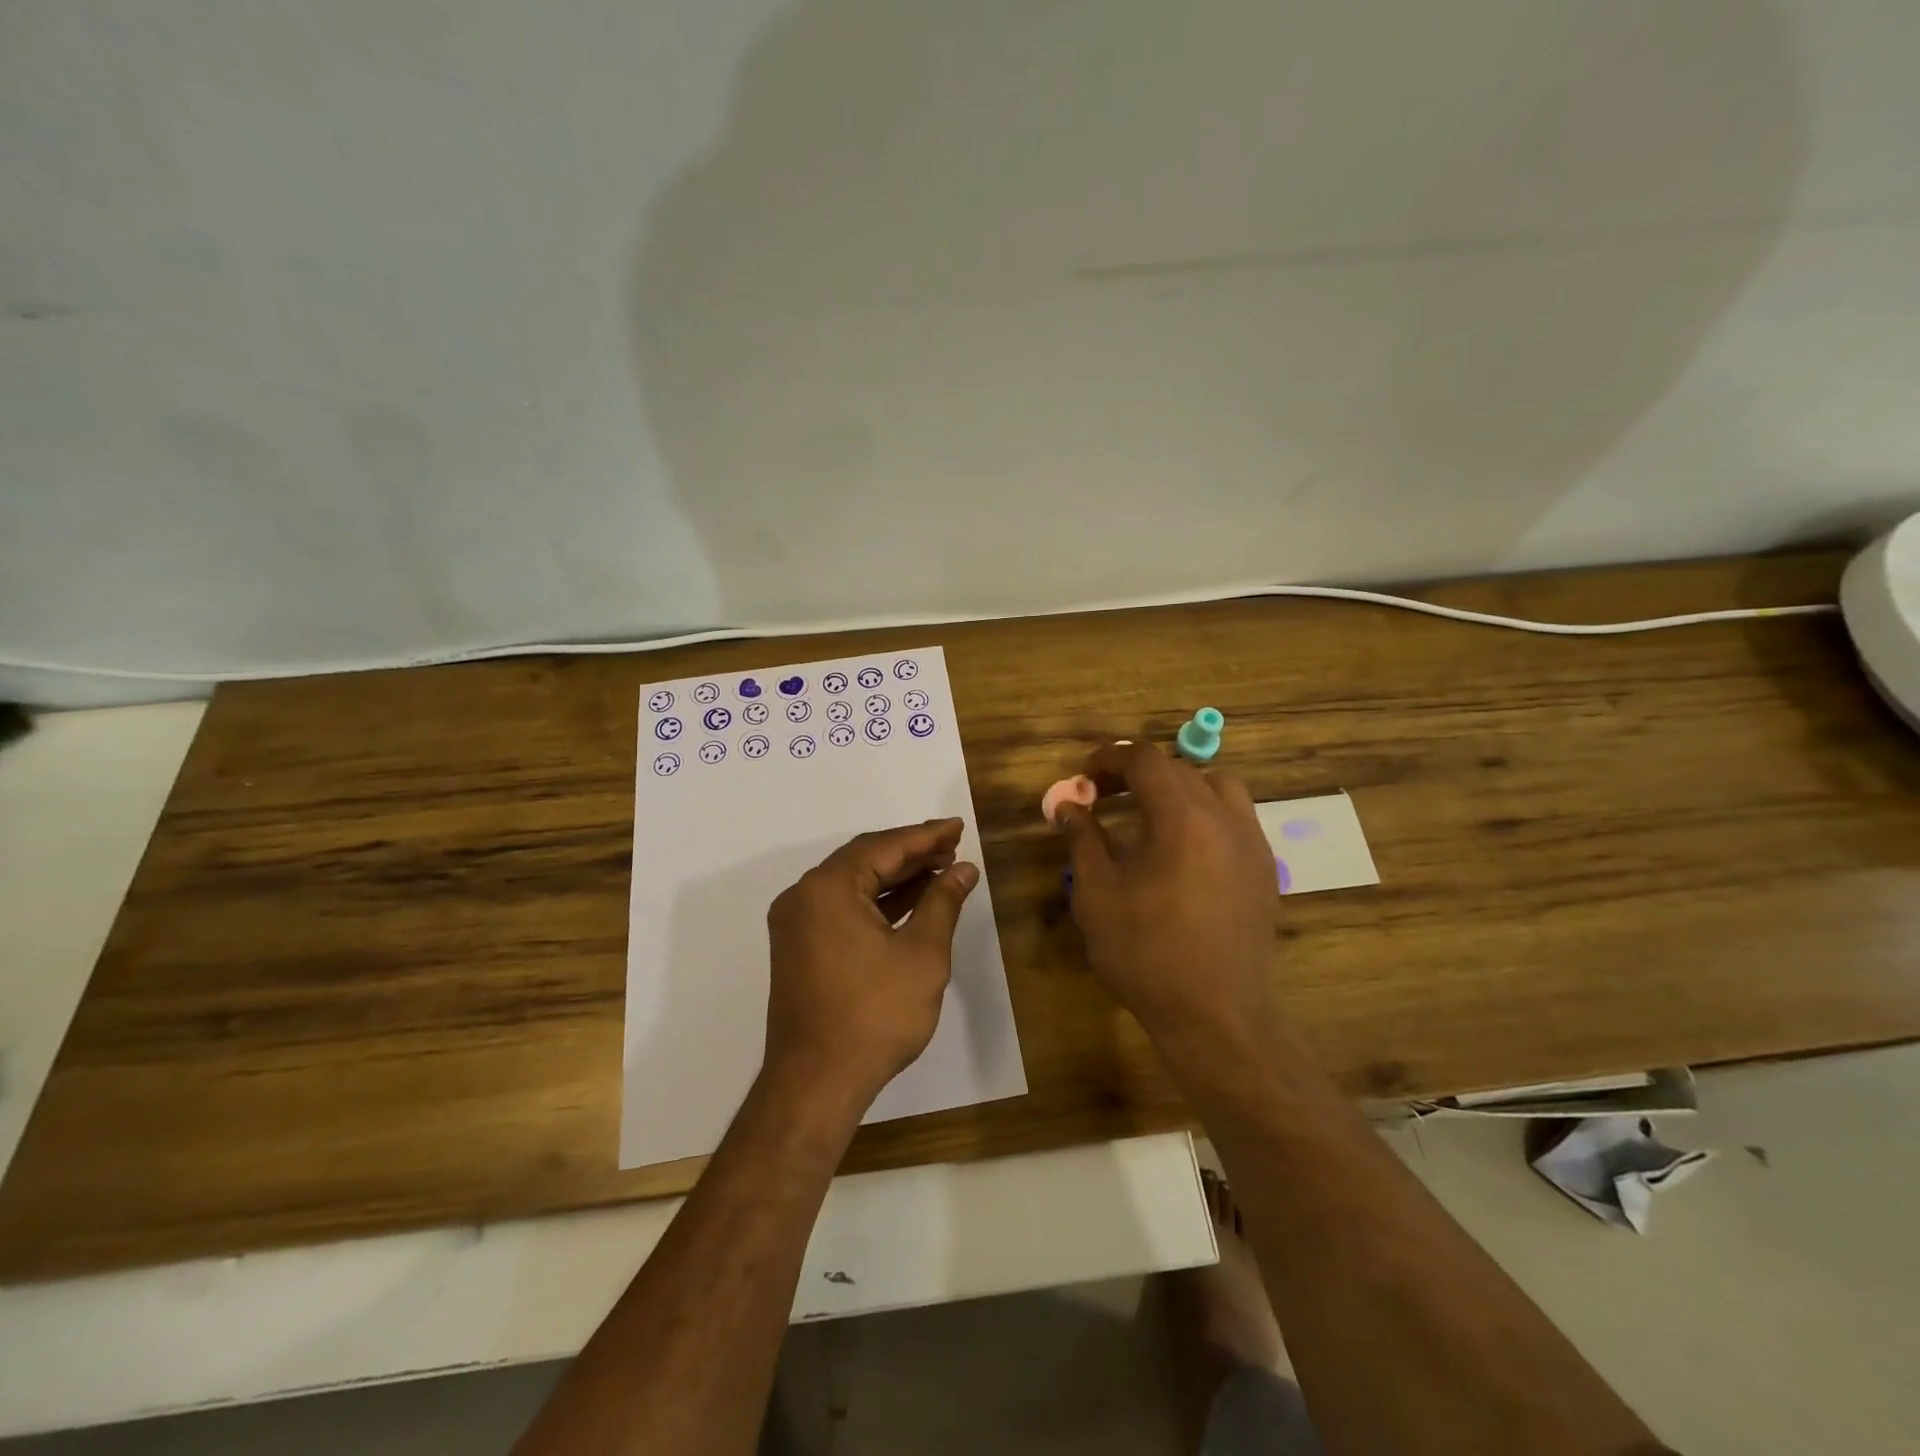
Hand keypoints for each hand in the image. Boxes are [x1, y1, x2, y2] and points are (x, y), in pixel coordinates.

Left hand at [763, 818, 979, 1109]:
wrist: (816, 1084)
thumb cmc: (874, 1015)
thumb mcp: (922, 954)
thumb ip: (943, 903)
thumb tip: (963, 869)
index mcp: (827, 888)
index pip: (884, 846)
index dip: (926, 836)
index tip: (958, 827)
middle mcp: (804, 896)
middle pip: (864, 860)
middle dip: (911, 853)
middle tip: (952, 847)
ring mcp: (796, 923)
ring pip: (853, 884)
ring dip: (895, 877)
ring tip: (939, 871)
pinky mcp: (799, 947)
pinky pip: (841, 908)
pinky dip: (875, 902)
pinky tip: (910, 903)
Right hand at [1055, 743, 1281, 1059]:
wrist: (1216, 1016)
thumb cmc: (1146, 953)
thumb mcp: (1097, 894)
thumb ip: (1082, 839)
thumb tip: (1067, 806)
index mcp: (1182, 816)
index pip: (1145, 759)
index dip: (1109, 759)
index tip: (1083, 778)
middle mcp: (1225, 817)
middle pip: (1179, 769)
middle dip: (1137, 773)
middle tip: (1104, 796)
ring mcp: (1252, 843)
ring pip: (1217, 786)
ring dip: (1179, 787)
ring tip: (1150, 814)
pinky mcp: (1264, 870)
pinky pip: (1235, 818)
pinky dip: (1205, 813)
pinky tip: (1183, 849)